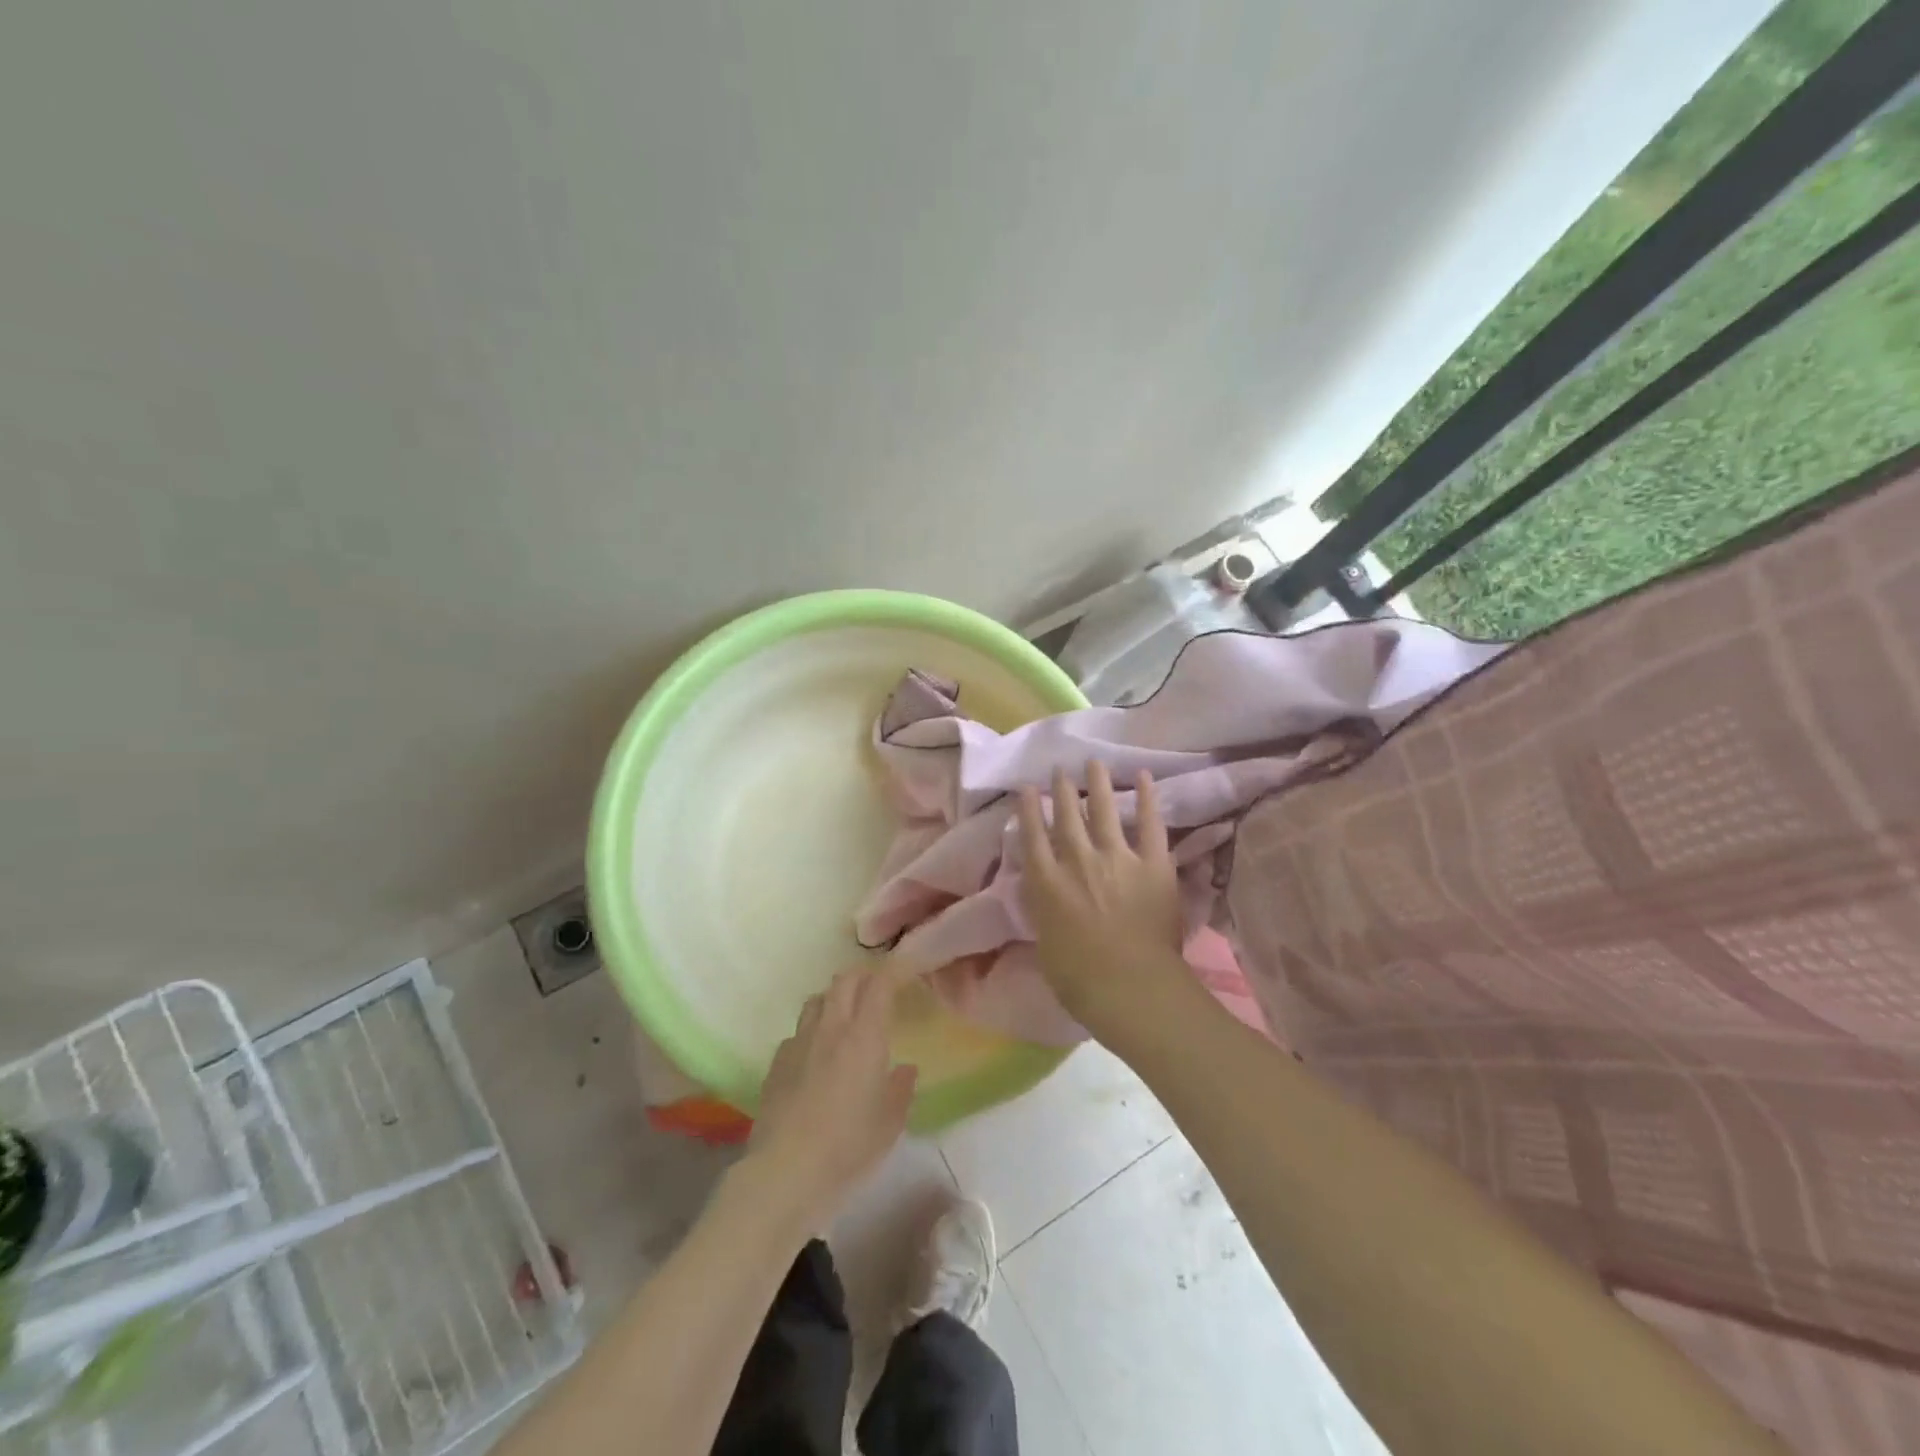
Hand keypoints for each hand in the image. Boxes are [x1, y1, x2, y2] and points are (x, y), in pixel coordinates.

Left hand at [746, 965, 917, 1234]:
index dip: (893, 972)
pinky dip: (811, 1033)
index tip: (905, 972)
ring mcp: (798, 1043)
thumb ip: (901, 1090)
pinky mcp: (775, 1064)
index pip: (879, 985)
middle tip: (875, 991)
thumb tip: (905, 1069)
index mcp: (864, 1037)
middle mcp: (831, 1029)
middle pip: (843, 982)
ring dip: (833, 1000)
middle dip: (862, 978)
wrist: (784, 1173)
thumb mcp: (889, 1125)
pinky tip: (815, 1057)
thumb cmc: (847, 1148)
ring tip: (844, 1017)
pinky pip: (797, 1033)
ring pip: (816, 1001)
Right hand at [1017, 762, 1195, 1045]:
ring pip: (1102, 810)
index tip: (1027, 787)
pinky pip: (1149, 824)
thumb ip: (1044, 910)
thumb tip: (1043, 892)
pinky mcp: (1153, 864)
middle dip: (1061, 790)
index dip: (1028, 809)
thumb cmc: (1079, 980)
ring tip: (1093, 763)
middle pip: (1066, 816)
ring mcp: (1117, 858)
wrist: (1130, 987)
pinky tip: (1143, 776)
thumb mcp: (1045, 943)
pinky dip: (1147, 798)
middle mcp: (1077, 861)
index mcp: (1047, 883)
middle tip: (1059, 769)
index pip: (1033, 836)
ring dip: (1097, 784)